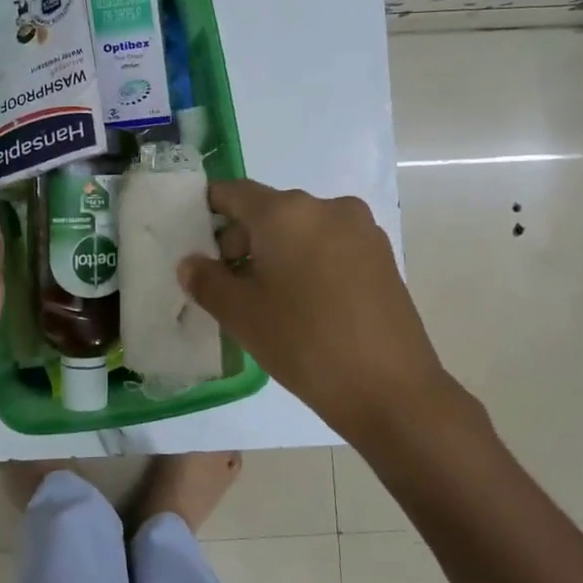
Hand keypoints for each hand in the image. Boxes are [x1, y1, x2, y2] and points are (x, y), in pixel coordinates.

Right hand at [178, 180, 481, 444]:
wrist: (391, 389)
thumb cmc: (303, 342)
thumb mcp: (240, 314)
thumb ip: (206, 280)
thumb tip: (191, 263)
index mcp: (285, 212)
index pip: (234, 192)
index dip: (209, 210)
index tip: (196, 241)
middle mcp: (325, 207)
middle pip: (269, 210)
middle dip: (243, 239)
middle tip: (229, 283)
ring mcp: (360, 229)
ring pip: (301, 228)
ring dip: (277, 252)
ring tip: (269, 298)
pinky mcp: (382, 255)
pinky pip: (330, 244)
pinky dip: (309, 261)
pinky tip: (306, 303)